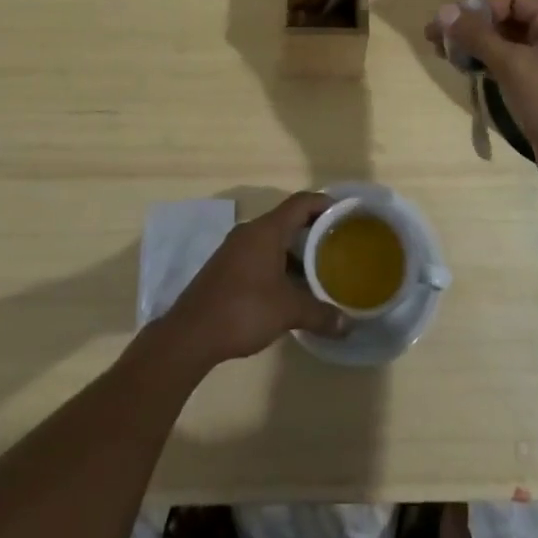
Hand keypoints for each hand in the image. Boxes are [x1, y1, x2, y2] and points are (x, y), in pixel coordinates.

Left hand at [163, 193, 347, 368]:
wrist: (189, 335)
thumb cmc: (243, 310)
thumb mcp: (288, 312)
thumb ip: (320, 314)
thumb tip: (347, 324)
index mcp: (266, 230)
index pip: (301, 202)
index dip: (325, 203)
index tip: (346, 214)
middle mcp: (250, 232)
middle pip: (288, 220)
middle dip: (314, 231)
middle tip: (338, 245)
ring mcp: (234, 249)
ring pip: (273, 240)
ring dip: (296, 251)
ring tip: (319, 270)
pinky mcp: (226, 268)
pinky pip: (259, 255)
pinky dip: (279, 264)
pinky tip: (290, 288)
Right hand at [427, 0, 537, 204]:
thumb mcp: (512, 66)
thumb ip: (477, 36)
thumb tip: (443, 11)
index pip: (513, 0)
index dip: (481, 9)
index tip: (453, 27)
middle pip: (509, 20)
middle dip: (473, 27)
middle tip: (435, 38)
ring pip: (507, 44)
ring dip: (476, 46)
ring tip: (443, 54)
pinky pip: (511, 65)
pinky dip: (488, 64)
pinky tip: (465, 69)